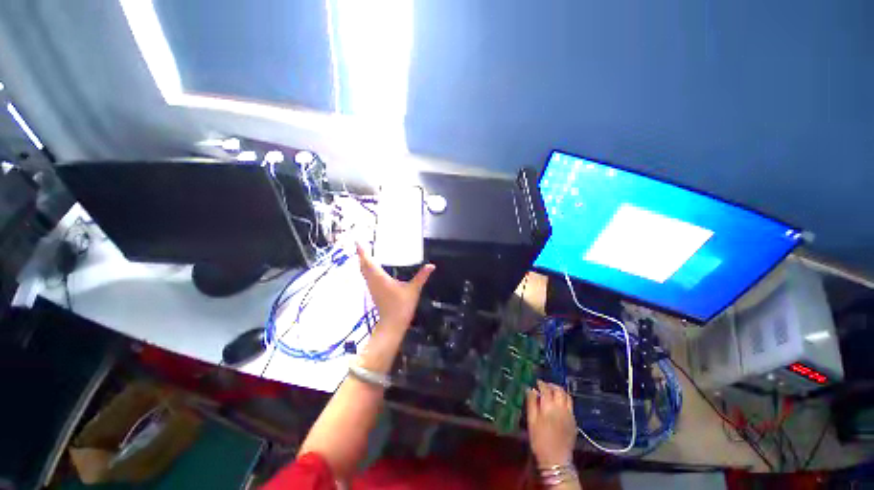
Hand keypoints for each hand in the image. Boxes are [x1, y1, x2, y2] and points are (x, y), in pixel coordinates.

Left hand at [356, 243, 434, 329]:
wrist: (392, 324)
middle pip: (363, 266)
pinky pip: (367, 277)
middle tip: (362, 245)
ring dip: (363, 262)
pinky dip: (367, 270)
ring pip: (364, 272)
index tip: (358, 242)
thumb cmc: (401, 306)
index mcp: (380, 278)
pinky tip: (372, 268)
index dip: (362, 252)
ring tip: (365, 253)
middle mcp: (373, 281)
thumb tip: (431, 266)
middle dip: (361, 255)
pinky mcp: (374, 292)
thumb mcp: (414, 289)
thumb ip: (422, 276)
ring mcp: (372, 287)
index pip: (368, 262)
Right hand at [527, 381, 577, 467]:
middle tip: (545, 386)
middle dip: (552, 385)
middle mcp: (561, 408)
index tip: (536, 382)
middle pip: (559, 390)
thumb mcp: (531, 421)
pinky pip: (570, 406)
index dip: (541, 383)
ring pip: (567, 396)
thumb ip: (531, 403)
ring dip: (560, 392)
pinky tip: (559, 406)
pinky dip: (564, 401)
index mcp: (549, 406)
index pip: (546, 389)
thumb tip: (530, 389)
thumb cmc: (539, 440)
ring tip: (553, 393)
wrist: (556, 460)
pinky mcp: (574, 422)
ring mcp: (570, 415)